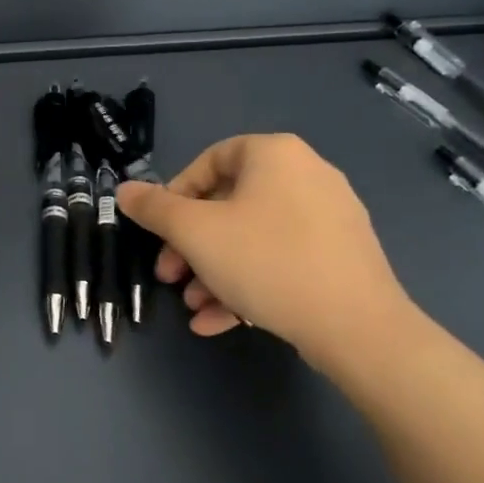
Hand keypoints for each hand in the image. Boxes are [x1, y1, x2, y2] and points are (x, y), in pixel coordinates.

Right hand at [117, 134, 415, 362]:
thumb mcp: (195, 232)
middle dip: (191, 245)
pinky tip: (219, 321)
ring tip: (193, 305)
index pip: (209, 161)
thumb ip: (154, 208)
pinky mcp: (341, 258)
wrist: (358, 328)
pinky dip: (248, 284)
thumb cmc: (267, 262)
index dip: (174, 196)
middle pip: (229, 204)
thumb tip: (125, 190)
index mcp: (274, 155)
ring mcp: (329, 218)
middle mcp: (306, 176)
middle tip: (169, 275)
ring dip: (214, 270)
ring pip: (252, 238)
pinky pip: (281, 260)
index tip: (159, 231)